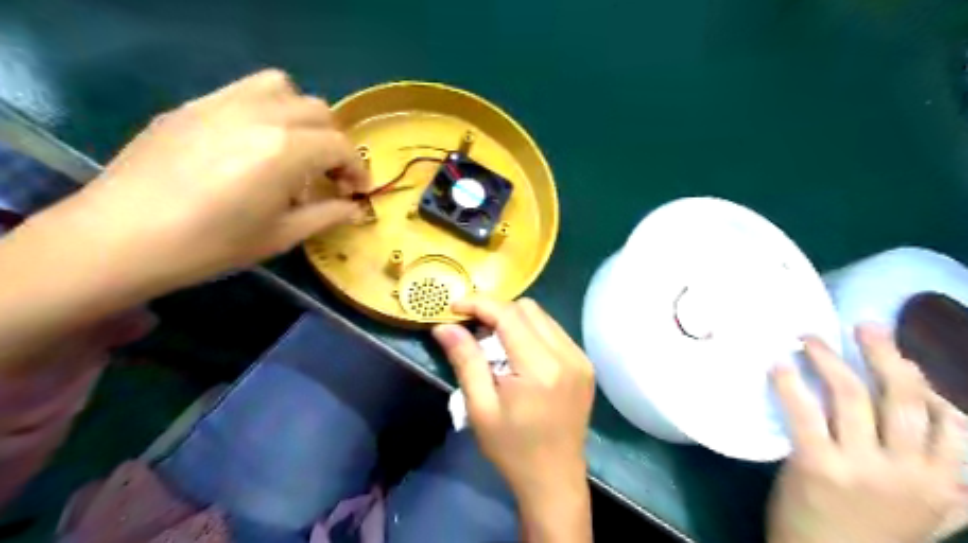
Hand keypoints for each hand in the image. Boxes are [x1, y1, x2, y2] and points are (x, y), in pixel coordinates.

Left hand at [42, 69, 365, 294]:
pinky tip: (253, 142)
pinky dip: (266, 108)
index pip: (340, 146)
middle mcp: (261, 115)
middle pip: (319, 112)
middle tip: (328, 175)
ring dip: (302, 116)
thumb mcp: (281, 236)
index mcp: (287, 150)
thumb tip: (357, 209)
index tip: (355, 191)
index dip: (357, 169)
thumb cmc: (212, 244)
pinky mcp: (194, 106)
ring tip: (294, 148)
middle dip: (334, 143)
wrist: (122, 237)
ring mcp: (223, 103)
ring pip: (283, 88)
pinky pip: (244, 90)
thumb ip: (327, 215)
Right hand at [433, 298, 598, 540]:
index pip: (509, 314)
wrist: (555, 480)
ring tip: (494, 342)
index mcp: (541, 368)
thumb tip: (444, 327)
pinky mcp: (584, 364)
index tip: (454, 306)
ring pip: (542, 316)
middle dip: (496, 310)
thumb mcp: (480, 408)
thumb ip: (465, 361)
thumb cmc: (512, 450)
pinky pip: (554, 331)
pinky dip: (531, 331)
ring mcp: (580, 358)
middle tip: (473, 329)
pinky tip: (518, 353)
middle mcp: (567, 355)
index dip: (479, 303)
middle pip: (527, 308)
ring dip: (514, 320)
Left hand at [768, 324, 963, 542]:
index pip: (950, 422)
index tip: (904, 356)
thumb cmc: (871, 536)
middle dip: (885, 355)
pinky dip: (791, 383)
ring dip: (829, 360)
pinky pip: (805, 412)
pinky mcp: (817, 464)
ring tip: (809, 339)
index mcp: (942, 483)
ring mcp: (862, 467)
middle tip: (865, 326)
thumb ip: (953, 487)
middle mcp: (909, 471)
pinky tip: (780, 364)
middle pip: (902, 398)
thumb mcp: (930, 517)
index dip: (927, 382)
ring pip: (852, 397)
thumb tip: (965, 447)